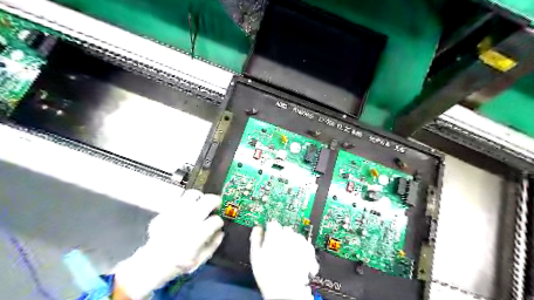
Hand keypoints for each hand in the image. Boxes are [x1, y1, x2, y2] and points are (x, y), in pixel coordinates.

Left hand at [114, 190, 223, 299]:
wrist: (151, 264)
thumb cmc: (177, 264)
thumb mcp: (200, 260)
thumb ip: (213, 245)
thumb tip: (220, 233)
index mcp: (199, 232)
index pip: (216, 220)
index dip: (219, 222)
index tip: (217, 225)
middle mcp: (190, 219)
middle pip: (209, 200)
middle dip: (216, 202)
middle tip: (216, 206)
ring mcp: (177, 213)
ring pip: (194, 194)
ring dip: (201, 198)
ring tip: (201, 204)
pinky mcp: (167, 211)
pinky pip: (179, 198)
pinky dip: (186, 201)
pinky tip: (187, 208)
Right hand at [250, 220, 318, 299]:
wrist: (284, 292)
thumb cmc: (269, 276)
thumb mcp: (255, 255)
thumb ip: (256, 238)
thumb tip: (257, 228)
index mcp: (275, 235)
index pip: (273, 224)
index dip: (270, 228)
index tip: (269, 233)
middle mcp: (289, 237)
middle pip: (286, 229)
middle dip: (282, 235)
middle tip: (278, 246)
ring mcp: (300, 244)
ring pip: (297, 235)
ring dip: (293, 241)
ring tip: (288, 253)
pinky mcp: (309, 252)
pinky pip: (307, 244)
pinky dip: (303, 248)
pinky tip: (299, 255)